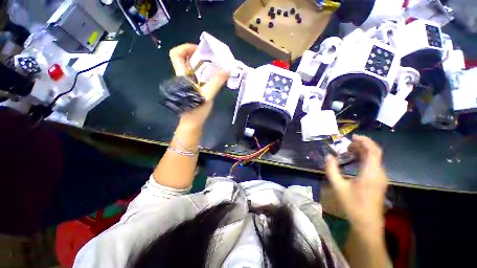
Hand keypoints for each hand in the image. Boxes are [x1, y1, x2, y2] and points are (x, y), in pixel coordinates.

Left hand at [169, 44, 229, 126]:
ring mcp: (187, 83)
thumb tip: (227, 69)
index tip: (200, 50)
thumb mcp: (207, 95)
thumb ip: (217, 82)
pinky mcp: (192, 89)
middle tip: (212, 57)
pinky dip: (205, 73)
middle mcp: (182, 77)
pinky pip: (197, 76)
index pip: (176, 54)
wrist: (192, 122)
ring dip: (203, 64)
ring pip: (192, 68)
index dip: (186, 47)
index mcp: (182, 76)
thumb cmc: (196, 110)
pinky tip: (214, 76)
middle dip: (198, 55)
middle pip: (185, 59)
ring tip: (216, 65)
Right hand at [325, 135, 387, 231]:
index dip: (365, 141)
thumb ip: (332, 169)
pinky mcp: (379, 182)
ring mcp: (381, 178)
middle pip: (374, 153)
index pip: (373, 151)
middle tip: (346, 144)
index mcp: (371, 173)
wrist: (367, 223)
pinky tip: (354, 161)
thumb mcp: (338, 186)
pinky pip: (373, 165)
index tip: (353, 137)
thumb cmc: (353, 204)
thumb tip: (328, 156)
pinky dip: (364, 159)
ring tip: (348, 150)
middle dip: (361, 145)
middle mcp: (379, 173)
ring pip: (374, 159)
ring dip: (362, 152)